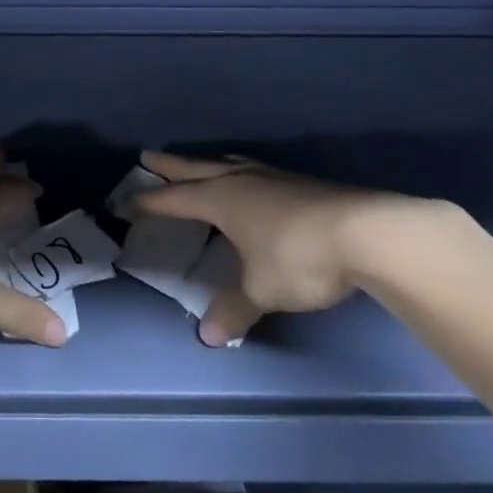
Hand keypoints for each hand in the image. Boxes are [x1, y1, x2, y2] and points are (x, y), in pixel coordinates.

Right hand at [136, 151, 462, 346]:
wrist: (366, 233)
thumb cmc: (299, 257)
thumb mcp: (262, 289)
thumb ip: (234, 309)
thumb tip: (207, 335)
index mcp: (222, 199)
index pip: (174, 199)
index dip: (148, 202)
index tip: (126, 203)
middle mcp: (241, 180)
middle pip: (195, 168)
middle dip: (170, 166)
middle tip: (147, 156)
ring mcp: (272, 178)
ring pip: (227, 163)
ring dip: (206, 165)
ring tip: (197, 166)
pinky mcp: (299, 183)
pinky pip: (253, 171)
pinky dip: (237, 173)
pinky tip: (249, 184)